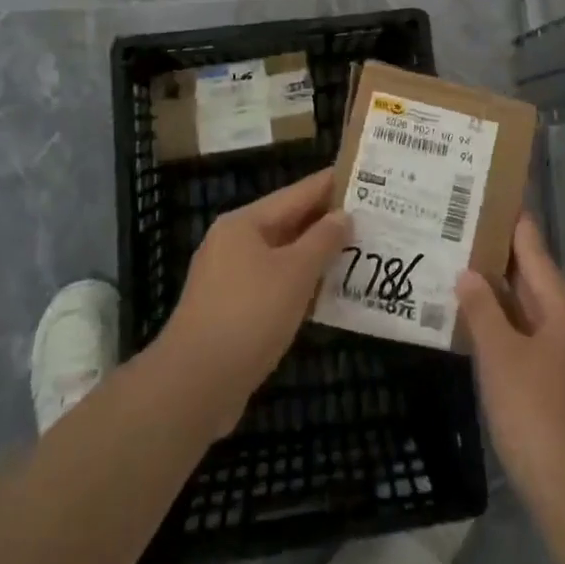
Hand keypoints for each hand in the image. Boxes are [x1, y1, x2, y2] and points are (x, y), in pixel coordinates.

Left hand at [155, 170, 348, 434]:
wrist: (194, 385)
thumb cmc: (249, 315)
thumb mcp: (295, 273)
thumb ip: (323, 240)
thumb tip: (343, 216)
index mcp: (244, 223)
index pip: (296, 193)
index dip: (330, 185)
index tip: (363, 177)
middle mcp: (233, 243)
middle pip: (288, 224)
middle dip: (327, 223)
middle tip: (370, 218)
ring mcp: (229, 279)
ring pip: (282, 257)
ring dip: (316, 257)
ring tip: (357, 253)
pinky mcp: (230, 312)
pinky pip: (274, 286)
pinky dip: (300, 286)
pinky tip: (327, 295)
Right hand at [456, 215, 564, 509]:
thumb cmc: (541, 418)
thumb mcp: (502, 359)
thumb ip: (483, 312)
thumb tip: (469, 273)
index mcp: (564, 309)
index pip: (535, 251)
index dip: (514, 223)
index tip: (493, 195)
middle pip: (535, 282)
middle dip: (500, 261)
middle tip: (461, 234)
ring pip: (532, 317)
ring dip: (500, 300)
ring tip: (462, 278)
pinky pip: (534, 346)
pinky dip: (508, 334)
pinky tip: (481, 338)